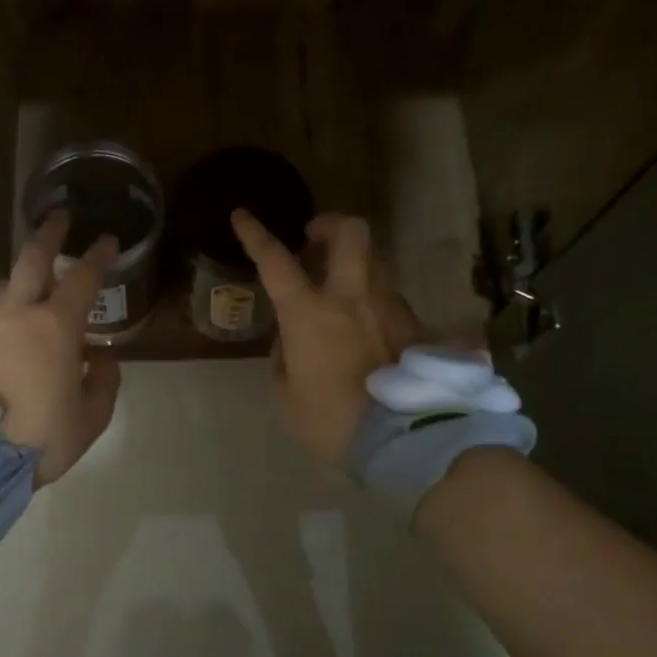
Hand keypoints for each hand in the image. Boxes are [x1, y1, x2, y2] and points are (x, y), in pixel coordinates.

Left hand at [0, 213, 122, 485]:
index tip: (108, 240)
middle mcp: (16, 314)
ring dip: (18, 283)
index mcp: (56, 327)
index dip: (99, 256)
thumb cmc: (41, 438)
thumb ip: (104, 381)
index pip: (83, 277)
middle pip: (32, 259)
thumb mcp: (91, 417)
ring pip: (1, 288)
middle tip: (59, 219)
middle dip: (50, 234)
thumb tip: (99, 358)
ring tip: (26, 293)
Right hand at [230, 209, 422, 465]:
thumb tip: (291, 337)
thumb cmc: (331, 420)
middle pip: (351, 233)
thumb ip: (283, 356)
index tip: (242, 216)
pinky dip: (373, 300)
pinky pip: (389, 298)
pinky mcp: (414, 325)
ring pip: (374, 262)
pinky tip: (367, 328)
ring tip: (340, 290)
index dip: (255, 234)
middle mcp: (352, 297)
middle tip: (315, 236)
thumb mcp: (286, 395)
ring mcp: (389, 307)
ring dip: (353, 264)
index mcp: (310, 313)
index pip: (275, 261)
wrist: (403, 441)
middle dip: (330, 223)